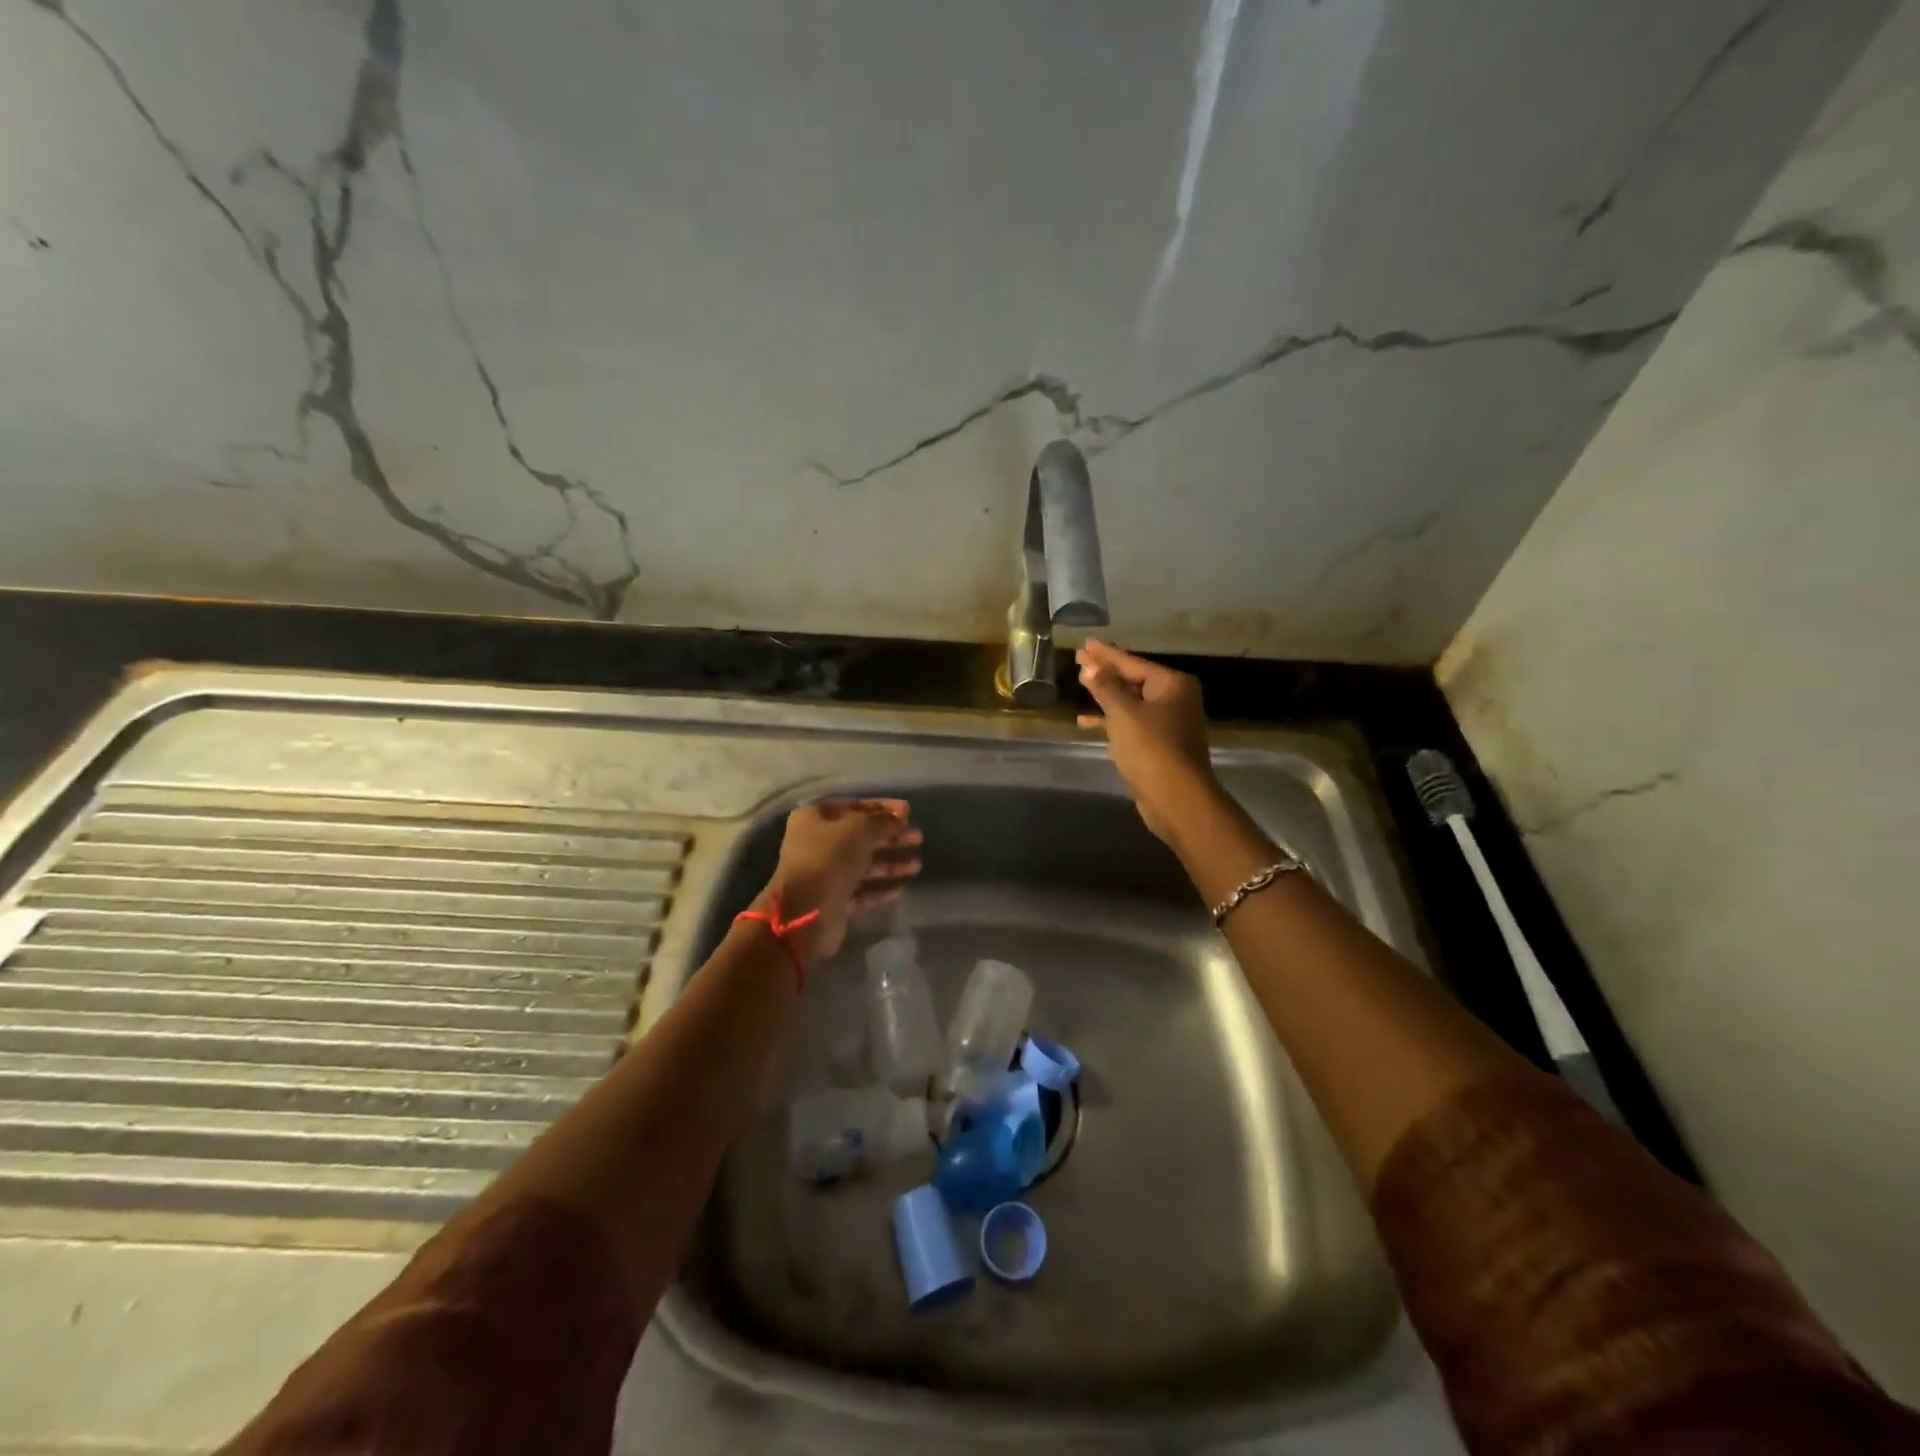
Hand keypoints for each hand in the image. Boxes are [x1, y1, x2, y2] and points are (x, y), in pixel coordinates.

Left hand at [757, 799, 922, 960]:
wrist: (804, 913)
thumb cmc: (828, 859)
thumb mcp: (859, 830)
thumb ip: (882, 821)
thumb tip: (901, 814)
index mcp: (814, 818)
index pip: (853, 806)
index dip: (882, 808)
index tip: (908, 812)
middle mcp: (816, 843)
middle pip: (860, 836)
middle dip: (890, 837)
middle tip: (918, 839)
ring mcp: (824, 873)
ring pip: (863, 864)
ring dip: (890, 863)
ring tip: (916, 866)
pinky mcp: (832, 899)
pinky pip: (861, 890)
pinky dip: (879, 887)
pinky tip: (900, 889)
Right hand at [1075, 640, 1219, 845]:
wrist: (1176, 798)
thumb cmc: (1151, 748)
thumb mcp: (1123, 713)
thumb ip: (1105, 687)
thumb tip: (1091, 666)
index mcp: (1172, 684)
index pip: (1132, 662)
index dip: (1106, 654)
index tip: (1085, 643)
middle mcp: (1175, 699)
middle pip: (1133, 680)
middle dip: (1106, 672)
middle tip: (1080, 660)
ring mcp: (1169, 723)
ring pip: (1131, 702)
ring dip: (1106, 696)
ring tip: (1081, 685)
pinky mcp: (1159, 745)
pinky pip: (1131, 723)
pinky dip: (1111, 721)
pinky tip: (1086, 722)